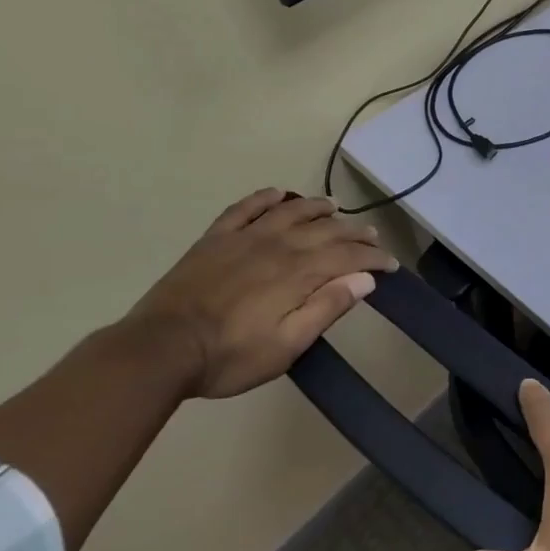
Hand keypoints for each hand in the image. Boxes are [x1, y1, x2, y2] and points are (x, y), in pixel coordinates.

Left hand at [125, 189, 398, 400]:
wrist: (158, 350)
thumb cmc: (229, 356)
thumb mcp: (287, 346)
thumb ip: (326, 308)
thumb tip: (364, 279)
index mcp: (298, 273)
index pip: (348, 256)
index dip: (373, 258)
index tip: (391, 265)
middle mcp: (278, 245)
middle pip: (326, 229)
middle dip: (354, 232)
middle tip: (372, 236)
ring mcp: (244, 238)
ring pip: (291, 211)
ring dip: (317, 207)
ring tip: (335, 206)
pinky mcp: (215, 239)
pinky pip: (245, 208)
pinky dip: (265, 198)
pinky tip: (278, 194)